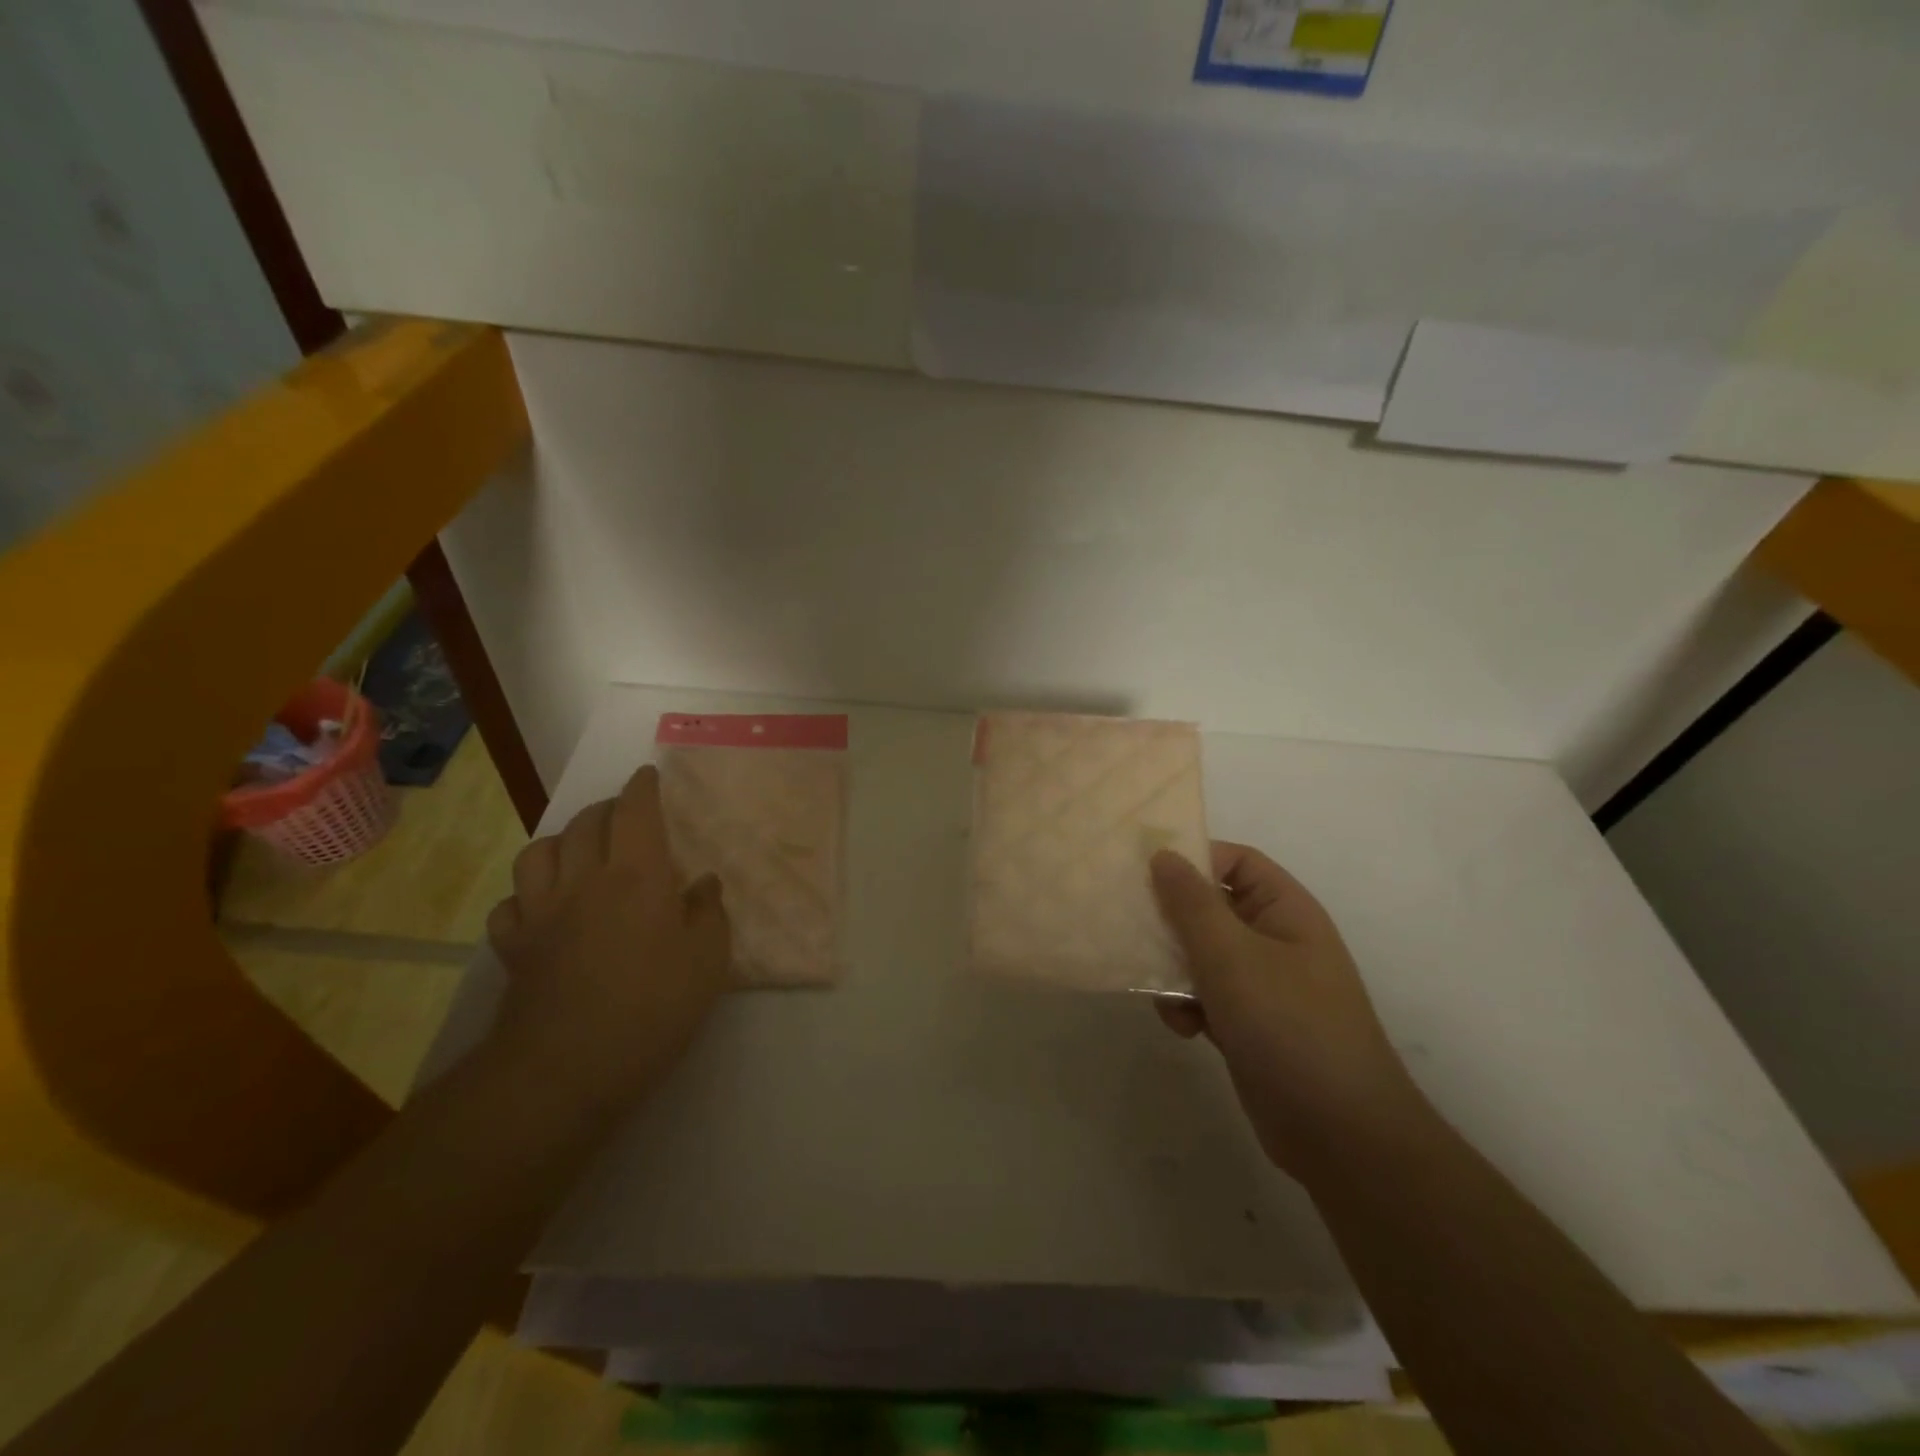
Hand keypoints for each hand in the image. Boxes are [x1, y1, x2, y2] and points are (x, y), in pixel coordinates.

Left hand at [485, 765, 730, 1110]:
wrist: (567, 1068)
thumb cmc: (653, 1008)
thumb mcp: (708, 961)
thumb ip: (709, 913)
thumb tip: (703, 885)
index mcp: (637, 875)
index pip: (635, 811)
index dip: (642, 787)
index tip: (648, 775)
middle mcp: (583, 880)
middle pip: (585, 823)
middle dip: (607, 808)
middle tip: (625, 815)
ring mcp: (541, 912)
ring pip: (538, 853)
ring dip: (560, 842)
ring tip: (578, 852)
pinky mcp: (513, 947)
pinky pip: (510, 904)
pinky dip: (526, 896)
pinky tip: (542, 908)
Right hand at [1149, 843, 1423, 1179]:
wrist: (1340, 1135)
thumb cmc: (1288, 1025)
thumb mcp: (1231, 956)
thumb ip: (1191, 903)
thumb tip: (1163, 854)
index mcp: (1285, 910)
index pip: (1236, 861)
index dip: (1192, 858)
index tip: (1143, 872)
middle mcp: (1274, 940)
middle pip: (1211, 907)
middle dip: (1171, 920)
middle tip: (1129, 926)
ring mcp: (1262, 985)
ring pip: (1201, 955)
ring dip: (1173, 969)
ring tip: (1161, 991)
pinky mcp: (1248, 1024)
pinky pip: (1205, 995)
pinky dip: (1186, 1005)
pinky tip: (1183, 1028)